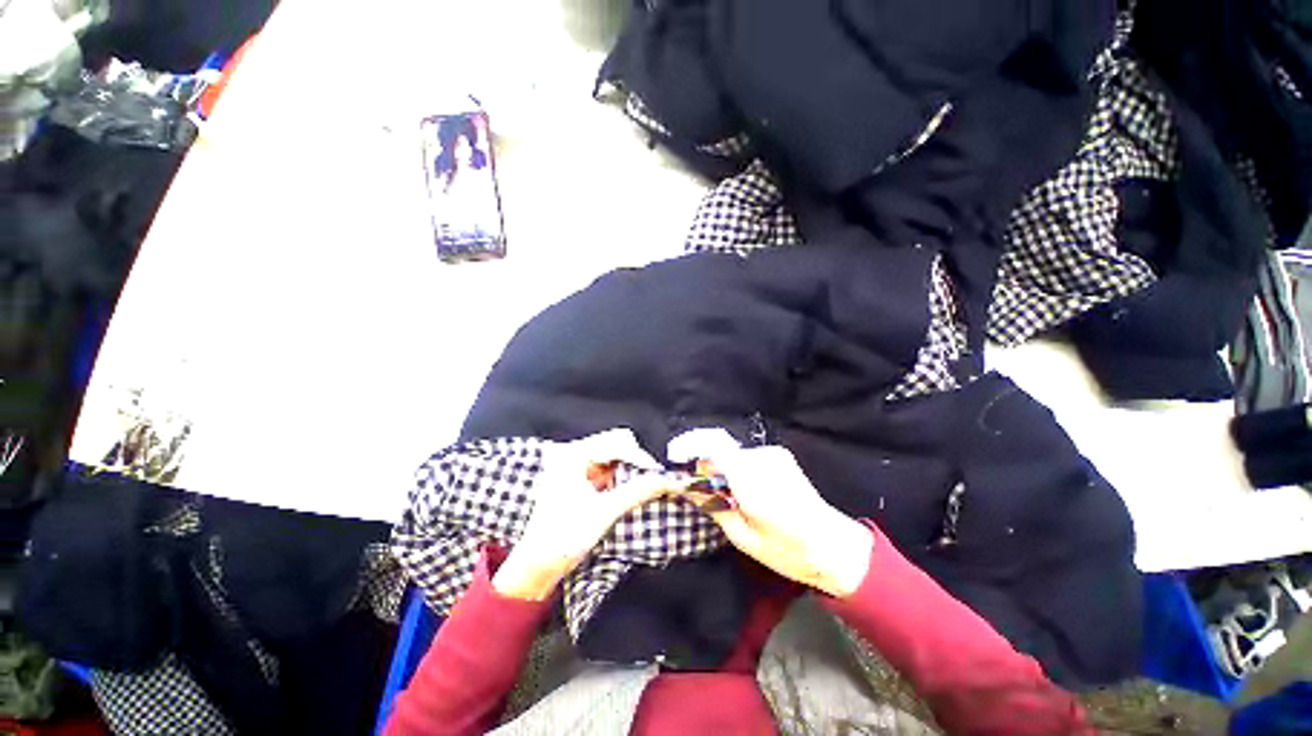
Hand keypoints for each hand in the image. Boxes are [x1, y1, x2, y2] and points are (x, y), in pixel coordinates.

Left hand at [493, 429, 677, 599]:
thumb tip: (667, 480)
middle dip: (636, 461)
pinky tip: (628, 492)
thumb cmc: (563, 537)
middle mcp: (574, 453)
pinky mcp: (580, 479)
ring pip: (614, 457)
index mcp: (573, 454)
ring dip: (630, 470)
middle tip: (652, 480)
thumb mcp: (604, 512)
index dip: (640, 457)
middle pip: (616, 444)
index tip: (659, 474)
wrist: (537, 566)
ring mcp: (576, 465)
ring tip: (643, 487)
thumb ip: (638, 491)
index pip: (617, 443)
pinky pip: (608, 469)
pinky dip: (621, 478)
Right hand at [687, 445, 872, 597]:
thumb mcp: (743, 537)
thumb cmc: (787, 550)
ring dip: (726, 471)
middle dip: (709, 469)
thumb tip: (687, 485)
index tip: (678, 464)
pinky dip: (740, 470)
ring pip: (734, 455)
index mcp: (753, 482)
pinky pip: (748, 457)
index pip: (714, 448)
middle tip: (707, 495)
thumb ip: (714, 505)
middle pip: (721, 452)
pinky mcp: (780, 455)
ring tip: (733, 499)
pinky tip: (749, 491)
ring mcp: (774, 454)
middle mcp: (763, 459)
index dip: (692, 451)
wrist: (833, 545)